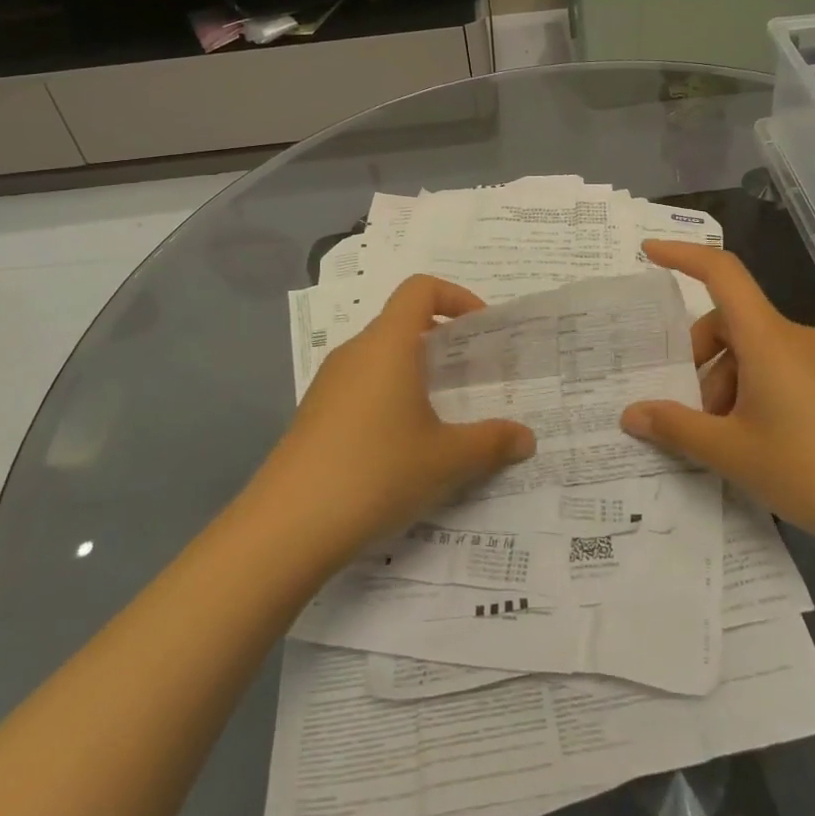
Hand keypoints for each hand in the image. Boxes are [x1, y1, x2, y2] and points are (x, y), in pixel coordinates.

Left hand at [253, 275, 534, 562]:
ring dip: (413, 371)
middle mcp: (356, 351)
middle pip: (401, 321)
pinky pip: (361, 386)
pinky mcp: (314, 414)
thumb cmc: (377, 471)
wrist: (287, 526)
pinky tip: (401, 446)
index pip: (420, 289)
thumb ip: (491, 443)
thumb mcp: (446, 460)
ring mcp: (329, 383)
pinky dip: (388, 396)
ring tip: (442, 413)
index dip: (455, 296)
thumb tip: (527, 438)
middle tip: (471, 374)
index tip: (480, 329)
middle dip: (440, 340)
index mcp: (388, 343)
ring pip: (380, 357)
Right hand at [621, 241, 814, 554]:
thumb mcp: (731, 452)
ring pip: (751, 352)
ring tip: (724, 440)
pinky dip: (752, 392)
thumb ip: (675, 427)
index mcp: (766, 338)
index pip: (720, 272)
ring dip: (724, 384)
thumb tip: (631, 413)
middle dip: (698, 360)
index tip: (649, 251)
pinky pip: (777, 369)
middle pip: (728, 322)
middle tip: (690, 413)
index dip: (682, 254)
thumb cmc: (811, 471)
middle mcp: (792, 337)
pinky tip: (755, 443)